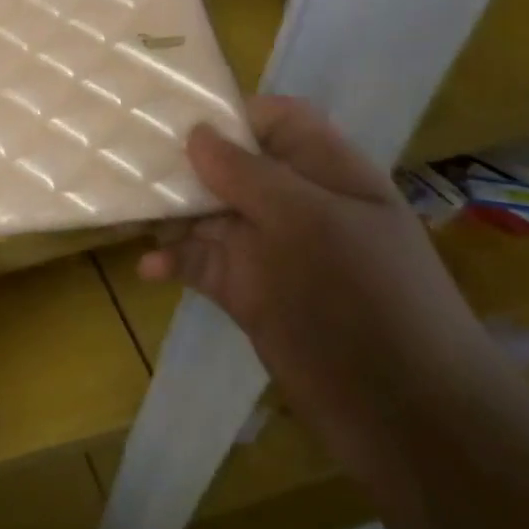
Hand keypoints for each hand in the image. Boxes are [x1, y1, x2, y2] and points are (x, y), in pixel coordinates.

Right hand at [139, 96, 495, 478]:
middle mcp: (293, 203)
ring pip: (207, 214)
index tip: (173, 117)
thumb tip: (196, 132)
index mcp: (325, 172)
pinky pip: (200, 263)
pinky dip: (173, 260)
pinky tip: (149, 267)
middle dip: (183, 162)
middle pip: (230, 165)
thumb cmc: (365, 298)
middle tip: (125, 158)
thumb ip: (249, 174)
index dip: (231, 114)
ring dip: (169, 212)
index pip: (276, 121)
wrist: (405, 414)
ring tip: (123, 209)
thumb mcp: (308, 222)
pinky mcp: (246, 291)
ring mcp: (268, 249)